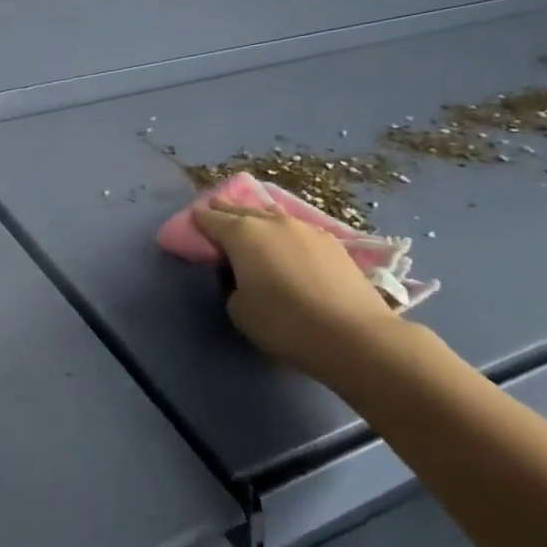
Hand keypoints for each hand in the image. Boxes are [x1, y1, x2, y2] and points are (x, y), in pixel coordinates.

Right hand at [191, 199, 428, 384]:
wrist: (355, 336)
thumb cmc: (285, 323)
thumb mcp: (239, 310)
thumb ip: (232, 285)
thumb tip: (244, 277)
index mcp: (242, 234)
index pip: (211, 219)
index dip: (199, 220)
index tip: (192, 220)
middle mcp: (272, 222)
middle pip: (242, 210)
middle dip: (226, 210)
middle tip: (216, 209)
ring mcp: (306, 229)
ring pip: (273, 215)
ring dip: (259, 217)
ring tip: (252, 220)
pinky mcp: (333, 243)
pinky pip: (298, 228)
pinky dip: (285, 231)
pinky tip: (287, 240)